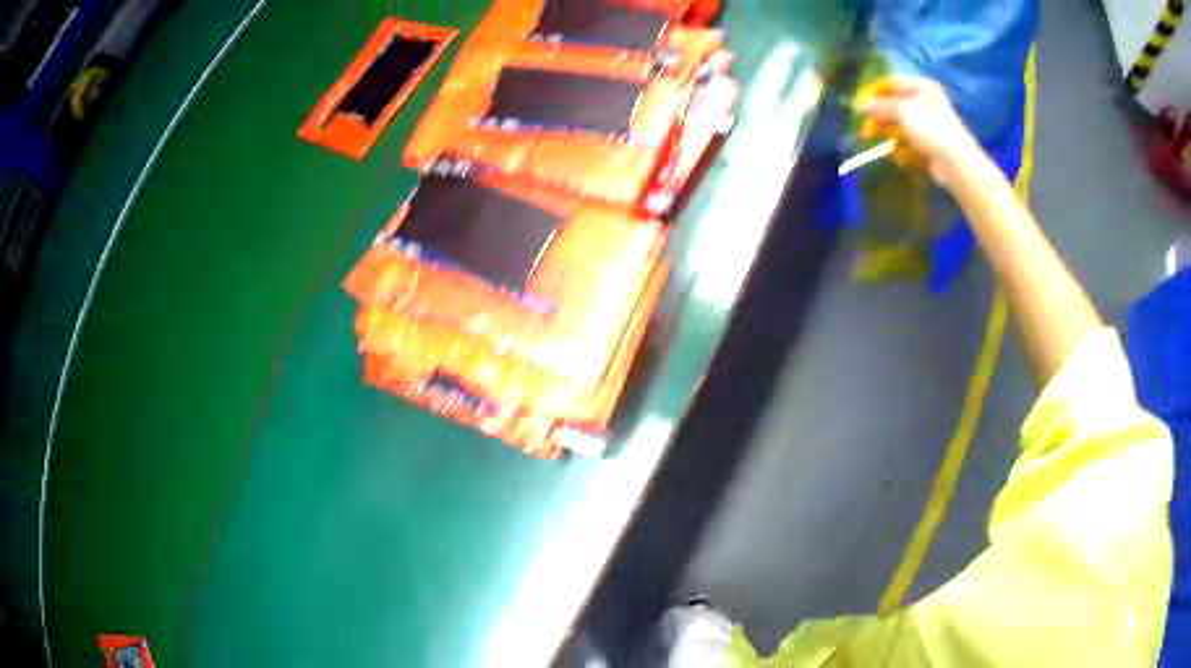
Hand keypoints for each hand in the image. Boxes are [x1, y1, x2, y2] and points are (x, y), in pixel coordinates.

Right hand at [856, 76, 983, 187]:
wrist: (955, 160)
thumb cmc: (930, 126)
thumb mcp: (902, 110)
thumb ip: (881, 106)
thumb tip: (861, 104)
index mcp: (922, 87)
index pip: (893, 82)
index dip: (876, 90)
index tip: (861, 101)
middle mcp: (926, 102)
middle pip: (896, 104)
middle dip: (880, 114)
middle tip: (866, 123)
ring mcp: (929, 124)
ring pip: (901, 124)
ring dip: (888, 131)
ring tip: (876, 139)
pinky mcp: (929, 144)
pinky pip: (909, 141)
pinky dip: (900, 146)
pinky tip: (895, 151)